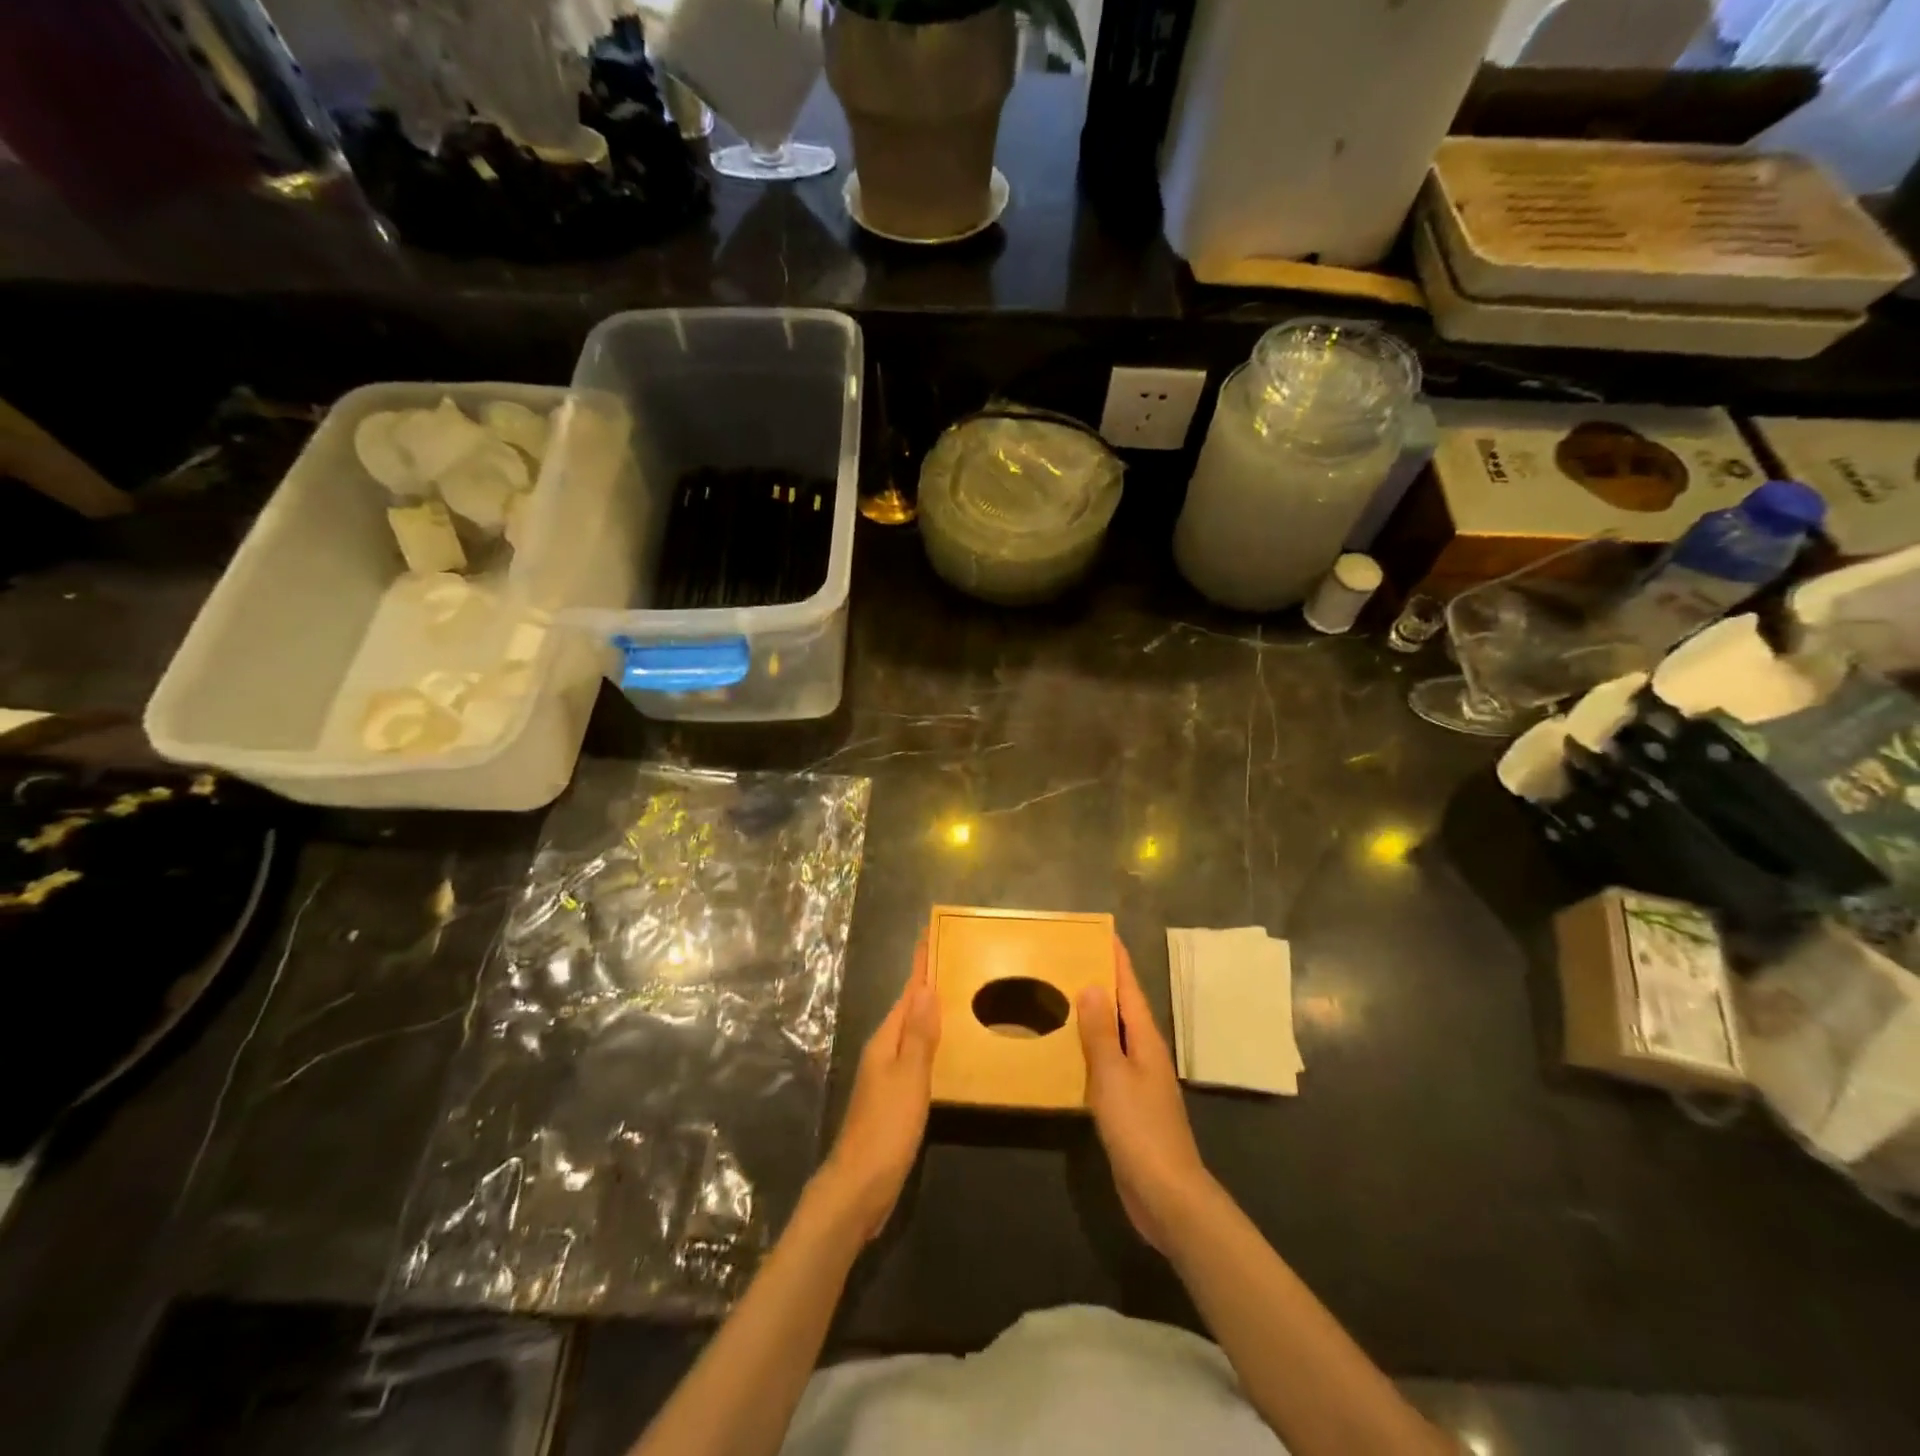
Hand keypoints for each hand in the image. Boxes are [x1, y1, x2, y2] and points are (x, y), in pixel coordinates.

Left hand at [814, 942, 940, 1241]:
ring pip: (911, 1033)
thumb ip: (920, 1035)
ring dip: (929, 1014)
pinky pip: (915, 1058)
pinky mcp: (893, 1099)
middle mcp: (883, 1052)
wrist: (858, 1187)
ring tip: (955, 996)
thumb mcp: (909, 1078)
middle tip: (952, 961)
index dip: (920, 967)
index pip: (908, 994)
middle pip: (908, 1010)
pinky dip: (930, 1044)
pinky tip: (945, 1051)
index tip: (931, 935)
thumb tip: (927, 987)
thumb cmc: (886, 1128)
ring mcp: (886, 1077)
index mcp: (886, 1041)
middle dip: (927, 985)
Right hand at [1078, 937, 1213, 1252]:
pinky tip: (1071, 1053)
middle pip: (1124, 1009)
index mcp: (1146, 1041)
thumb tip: (1092, 985)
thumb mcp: (1113, 1076)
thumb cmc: (1139, 1128)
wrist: (1167, 1195)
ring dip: (1095, 1016)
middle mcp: (1146, 1055)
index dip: (1117, 961)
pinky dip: (1091, 1049)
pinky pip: (1108, 1064)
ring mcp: (1140, 1082)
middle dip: (1103, 982)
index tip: (1102, 933)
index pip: (1130, 990)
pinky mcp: (1130, 1107)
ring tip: (1065, 997)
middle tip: (1072, 959)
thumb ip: (1100, 1032)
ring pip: (1115, 1036)